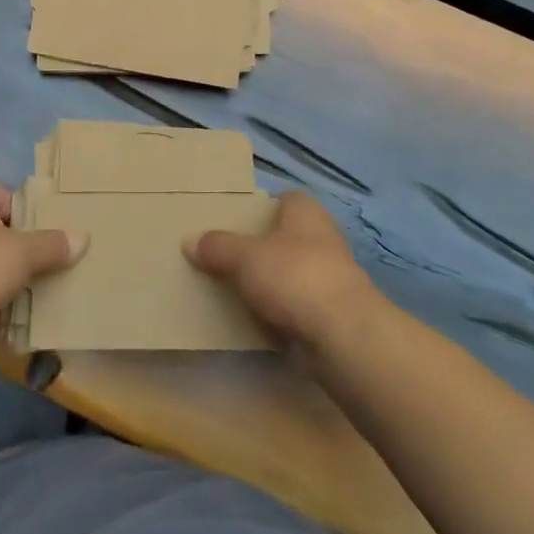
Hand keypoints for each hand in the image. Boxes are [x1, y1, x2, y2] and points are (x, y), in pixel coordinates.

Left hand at [0, 176, 86, 349]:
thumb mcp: (23, 253)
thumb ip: (53, 244)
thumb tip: (83, 238)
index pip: (12, 198)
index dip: (33, 219)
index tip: (52, 242)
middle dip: (21, 249)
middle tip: (50, 267)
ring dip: (5, 275)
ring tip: (34, 291)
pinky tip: (8, 311)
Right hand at [186, 191, 381, 351]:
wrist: (343, 335)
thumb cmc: (295, 276)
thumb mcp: (245, 256)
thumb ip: (218, 247)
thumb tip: (190, 241)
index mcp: (306, 212)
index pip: (284, 199)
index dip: (260, 206)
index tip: (233, 219)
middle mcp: (321, 239)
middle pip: (283, 236)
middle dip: (257, 246)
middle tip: (221, 254)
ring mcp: (327, 278)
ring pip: (287, 273)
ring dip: (265, 281)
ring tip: (228, 286)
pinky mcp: (327, 314)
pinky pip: (292, 306)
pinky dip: (274, 311)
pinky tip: (249, 318)